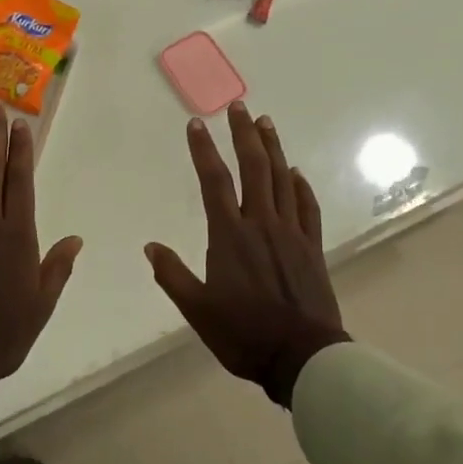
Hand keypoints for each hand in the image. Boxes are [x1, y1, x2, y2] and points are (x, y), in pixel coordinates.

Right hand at [145, 102, 347, 406]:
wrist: (302, 356)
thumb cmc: (243, 333)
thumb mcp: (197, 310)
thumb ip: (172, 275)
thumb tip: (151, 247)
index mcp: (230, 235)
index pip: (213, 181)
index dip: (204, 150)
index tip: (197, 124)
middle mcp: (261, 223)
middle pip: (253, 168)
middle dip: (244, 134)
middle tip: (239, 107)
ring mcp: (290, 233)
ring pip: (282, 180)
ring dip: (273, 148)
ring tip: (265, 123)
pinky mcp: (312, 247)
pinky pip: (306, 207)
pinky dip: (301, 186)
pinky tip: (296, 173)